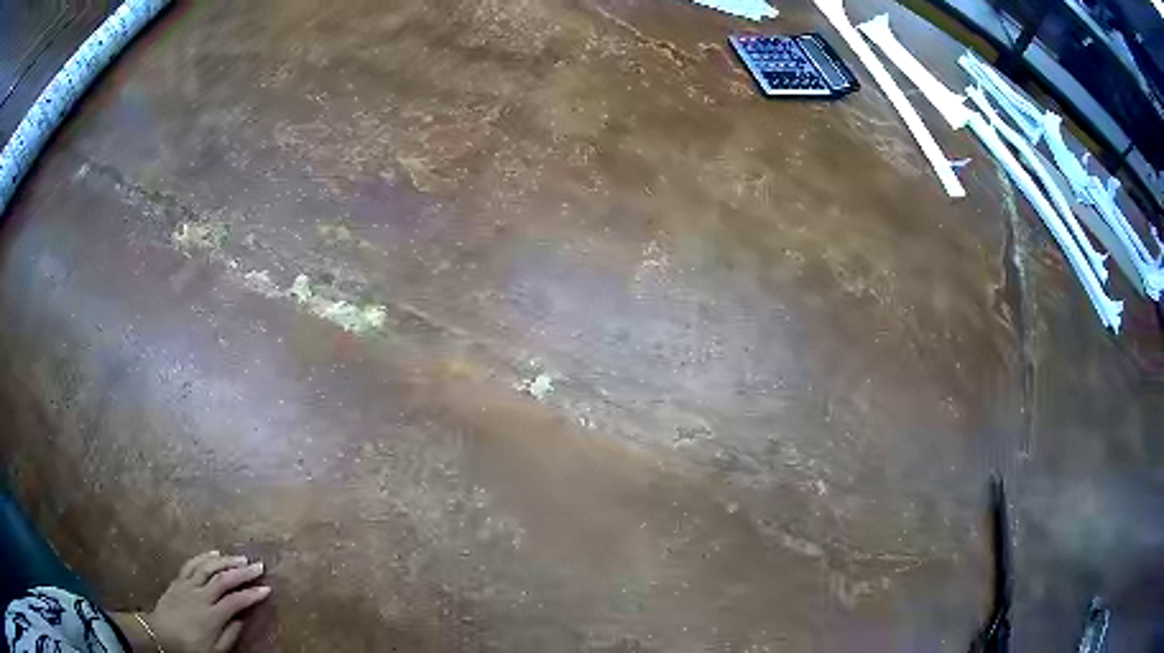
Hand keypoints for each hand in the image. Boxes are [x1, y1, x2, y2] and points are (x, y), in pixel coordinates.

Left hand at [142, 551, 270, 652]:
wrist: (160, 635)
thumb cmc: (190, 648)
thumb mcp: (214, 651)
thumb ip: (229, 636)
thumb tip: (242, 621)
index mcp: (211, 615)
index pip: (235, 601)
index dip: (252, 594)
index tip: (267, 589)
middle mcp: (200, 596)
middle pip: (222, 579)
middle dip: (242, 572)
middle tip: (258, 565)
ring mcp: (187, 585)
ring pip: (207, 567)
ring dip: (225, 560)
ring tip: (239, 557)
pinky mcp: (178, 580)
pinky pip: (191, 564)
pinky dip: (204, 556)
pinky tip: (213, 553)